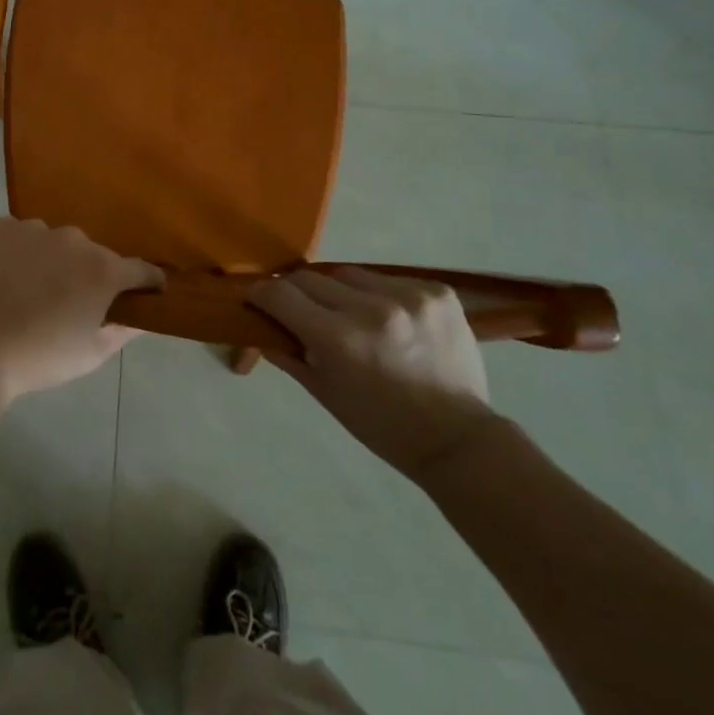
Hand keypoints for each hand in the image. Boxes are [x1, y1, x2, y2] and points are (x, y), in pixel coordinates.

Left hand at [0, 219, 161, 404]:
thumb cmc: (40, 358)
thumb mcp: (91, 354)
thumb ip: (122, 330)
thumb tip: (140, 318)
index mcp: (104, 270)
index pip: (141, 269)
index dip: (148, 282)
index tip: (148, 292)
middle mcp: (76, 240)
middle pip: (95, 255)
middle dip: (91, 274)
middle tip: (74, 301)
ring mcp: (37, 229)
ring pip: (58, 243)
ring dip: (56, 260)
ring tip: (35, 289)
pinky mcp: (4, 228)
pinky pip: (24, 235)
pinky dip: (23, 250)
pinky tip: (9, 274)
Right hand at [249, 266, 497, 479]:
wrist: (458, 440)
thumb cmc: (381, 425)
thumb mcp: (324, 393)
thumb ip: (287, 353)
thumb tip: (259, 325)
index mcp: (339, 339)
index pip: (280, 294)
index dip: (260, 293)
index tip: (255, 298)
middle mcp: (372, 309)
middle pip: (311, 278)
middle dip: (298, 293)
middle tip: (301, 311)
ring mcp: (409, 297)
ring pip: (350, 275)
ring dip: (341, 292)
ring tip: (353, 317)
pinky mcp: (438, 293)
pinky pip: (389, 279)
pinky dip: (381, 295)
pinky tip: (391, 319)